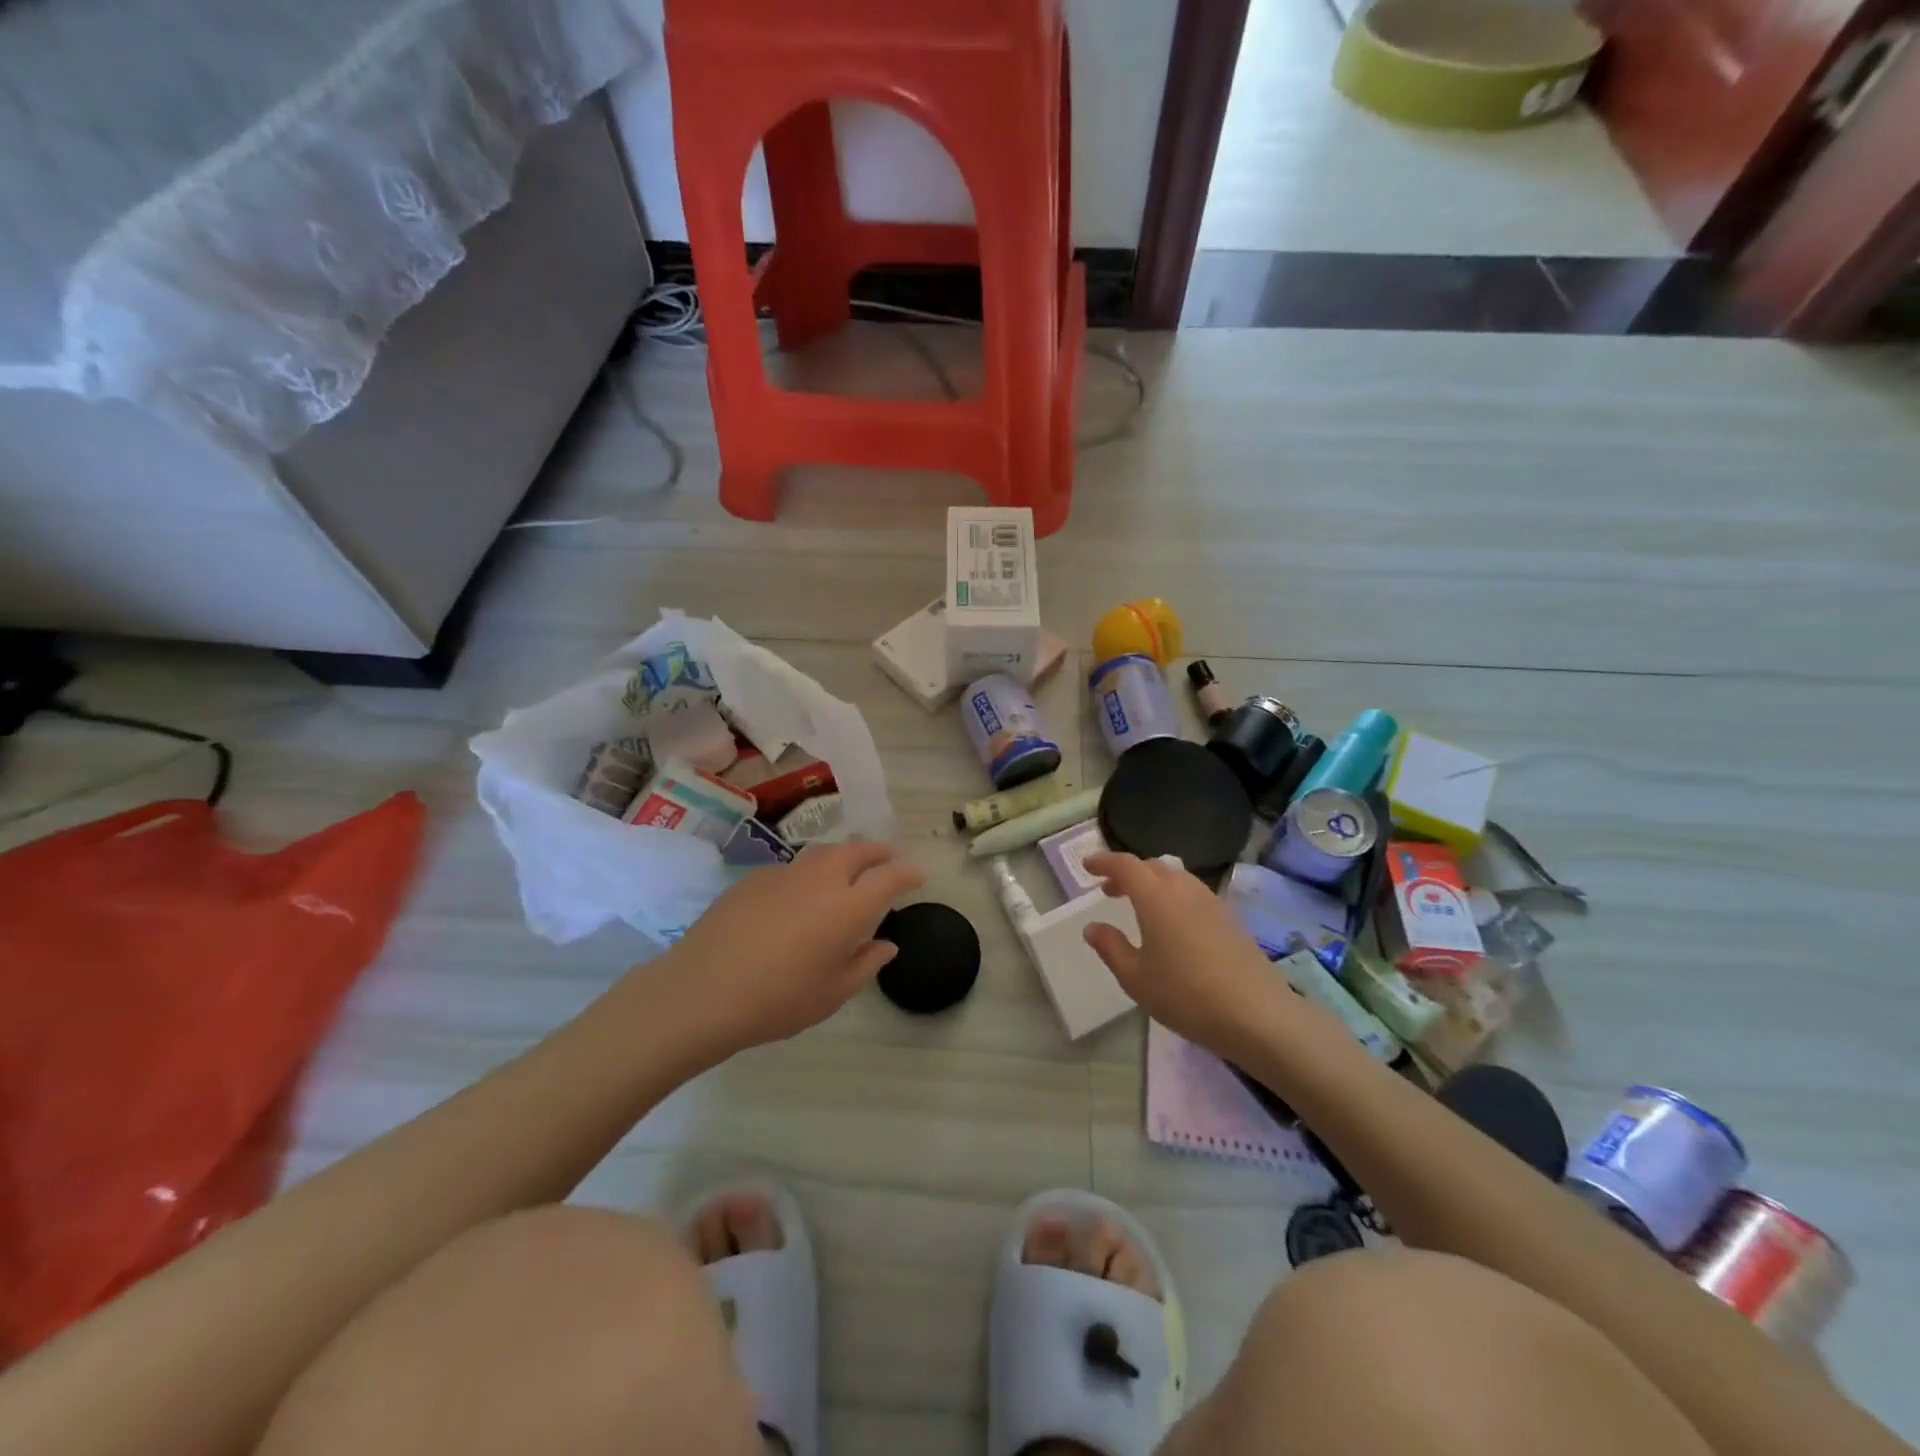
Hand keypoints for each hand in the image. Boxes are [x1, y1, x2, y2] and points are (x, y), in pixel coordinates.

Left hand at [653, 842, 923, 1056]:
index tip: (917, 876)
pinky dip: (809, 872)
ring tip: (848, 870)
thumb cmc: (776, 1001)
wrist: (701, 992)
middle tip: (887, 860)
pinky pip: (793, 867)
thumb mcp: (831, 994)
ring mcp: (784, 874)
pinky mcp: (754, 878)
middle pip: (858, 850)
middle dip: (878, 852)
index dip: (907, 873)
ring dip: (844, 856)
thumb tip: (886, 944)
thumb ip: (866, 964)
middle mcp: (820, 880)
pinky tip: (800, 894)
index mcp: (847, 908)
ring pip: (824, 852)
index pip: (889, 877)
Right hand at [1080, 852, 1298, 1062]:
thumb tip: (1092, 927)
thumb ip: (1110, 947)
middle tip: (1108, 890)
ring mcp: (1211, 901)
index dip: (1104, 862)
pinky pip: (1192, 893)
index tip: (1087, 866)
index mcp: (1155, 896)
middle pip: (1151, 866)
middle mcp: (1183, 889)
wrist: (1257, 1014)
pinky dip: (1173, 896)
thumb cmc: (1185, 995)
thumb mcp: (1135, 977)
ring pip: (1175, 878)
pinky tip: (1171, 924)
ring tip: (1138, 906)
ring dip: (1152, 883)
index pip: (1125, 865)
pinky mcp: (1229, 917)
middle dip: (1127, 873)